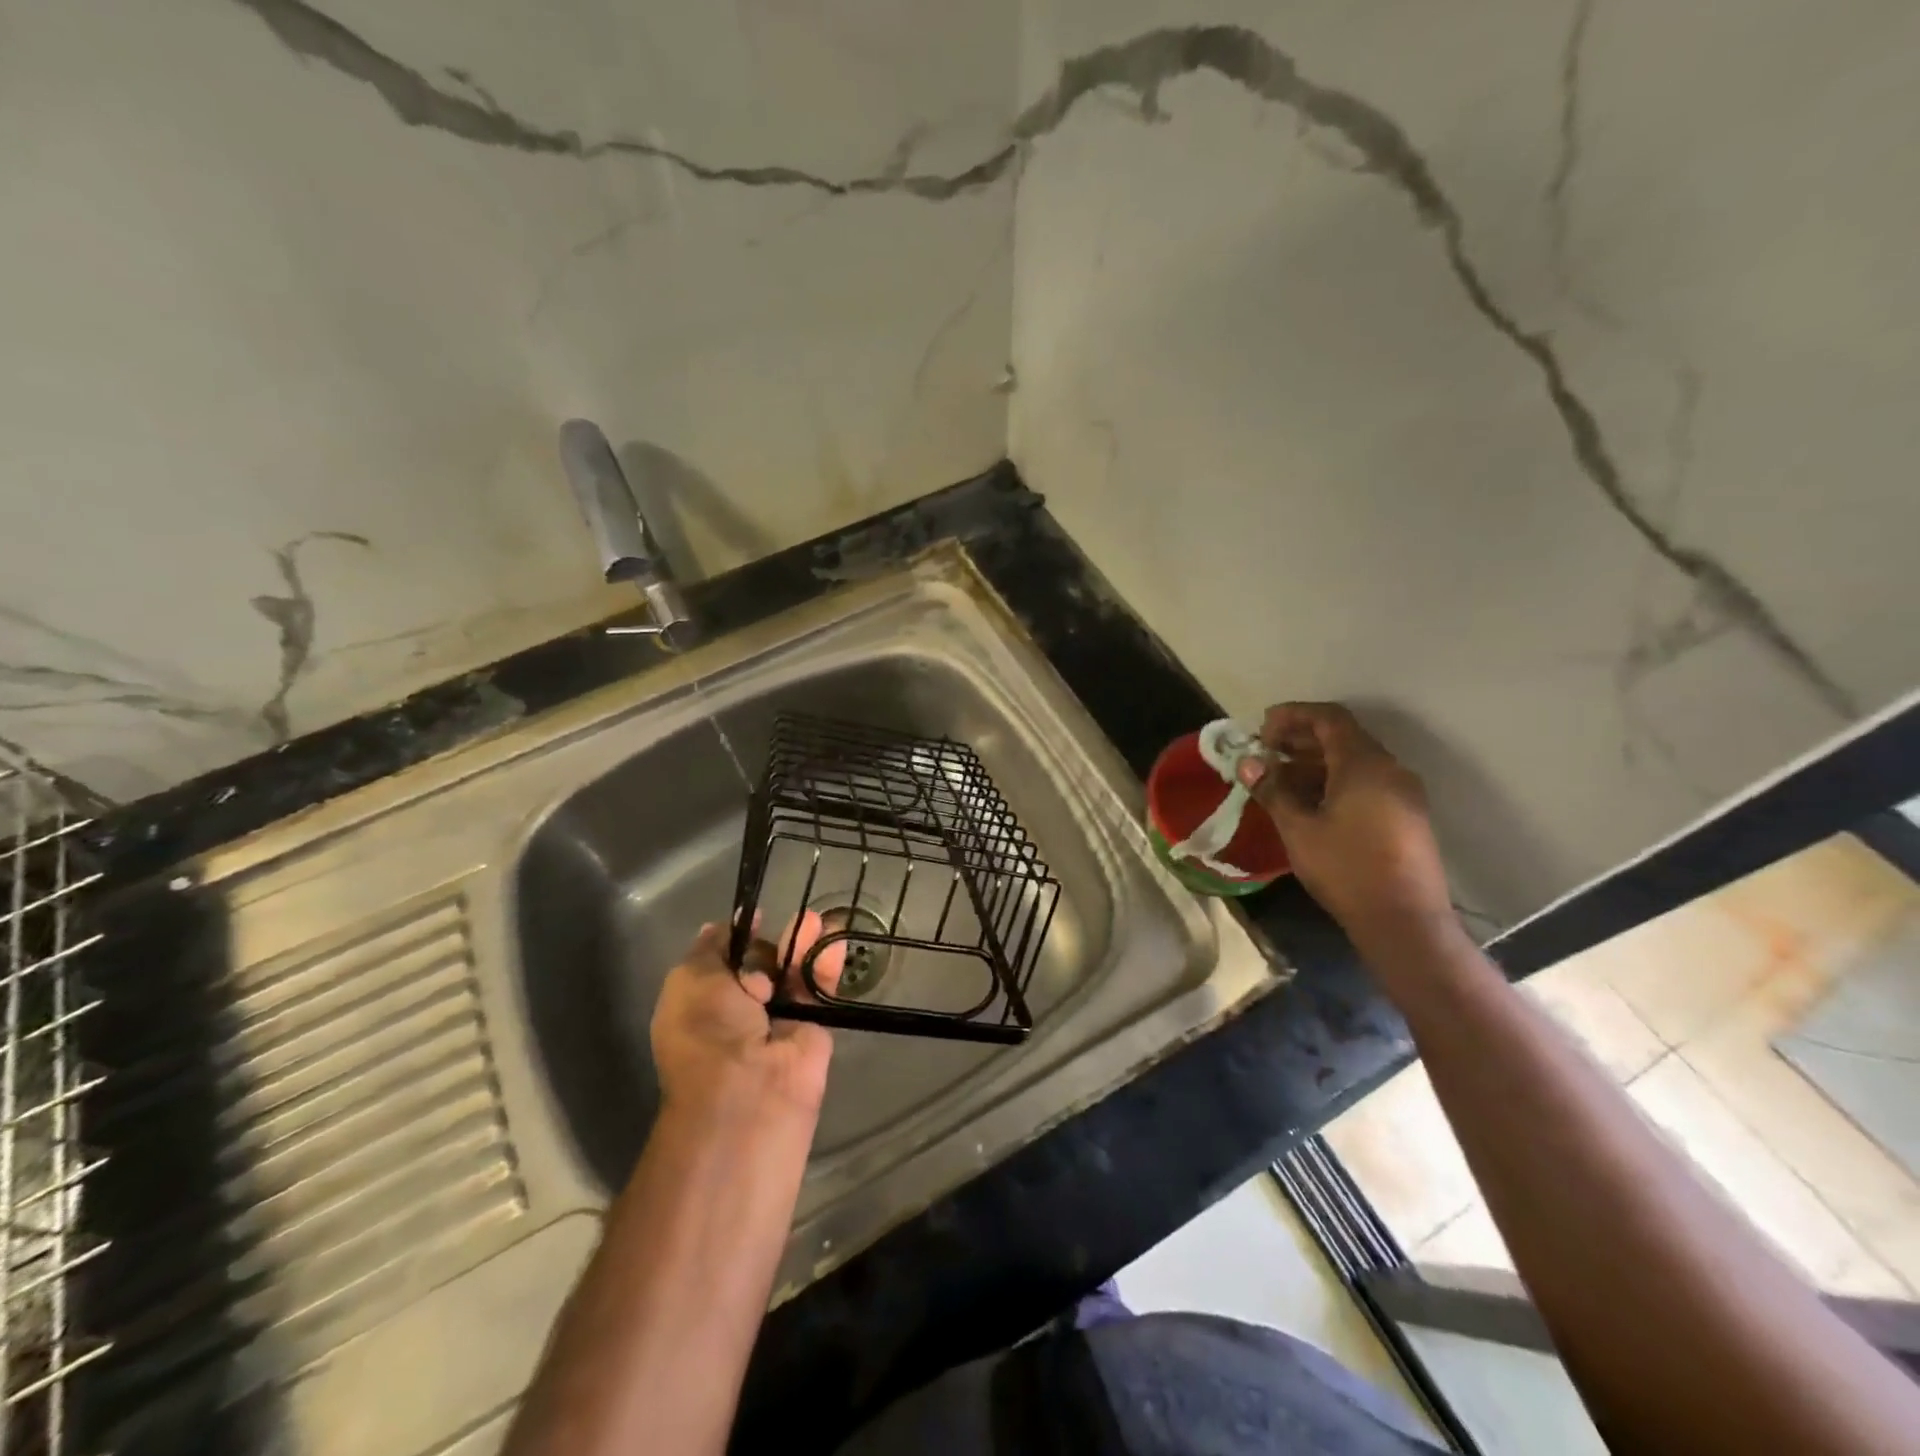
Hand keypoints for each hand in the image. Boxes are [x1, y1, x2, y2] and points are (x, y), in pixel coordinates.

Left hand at [650, 914, 846, 1124]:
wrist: (747, 1093)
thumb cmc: (707, 1032)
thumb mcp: (691, 979)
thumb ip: (711, 948)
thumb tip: (723, 926)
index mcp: (701, 1002)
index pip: (722, 960)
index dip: (738, 936)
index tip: (755, 916)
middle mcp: (737, 1010)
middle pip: (761, 961)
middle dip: (772, 941)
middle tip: (786, 924)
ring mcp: (778, 1018)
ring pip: (793, 970)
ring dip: (803, 943)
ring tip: (815, 921)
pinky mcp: (813, 1027)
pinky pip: (819, 988)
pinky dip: (825, 963)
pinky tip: (834, 939)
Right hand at [1237, 702, 1454, 940]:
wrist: (1405, 922)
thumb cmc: (1347, 869)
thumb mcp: (1299, 829)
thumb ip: (1273, 790)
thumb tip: (1248, 762)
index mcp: (1365, 764)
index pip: (1329, 718)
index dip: (1293, 715)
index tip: (1262, 728)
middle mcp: (1390, 769)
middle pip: (1343, 737)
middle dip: (1301, 739)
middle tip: (1265, 753)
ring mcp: (1403, 793)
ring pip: (1355, 761)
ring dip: (1315, 762)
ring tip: (1279, 779)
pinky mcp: (1406, 816)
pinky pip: (1367, 782)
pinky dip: (1335, 780)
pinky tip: (1309, 802)